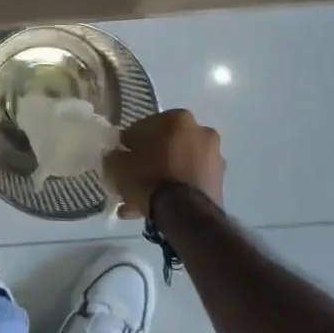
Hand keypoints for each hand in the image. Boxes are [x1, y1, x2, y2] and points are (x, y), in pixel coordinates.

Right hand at [105, 109, 224, 218]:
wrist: (186, 214)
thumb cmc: (150, 179)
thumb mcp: (119, 166)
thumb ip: (115, 156)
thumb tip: (116, 155)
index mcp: (178, 119)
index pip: (145, 126)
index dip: (130, 142)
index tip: (122, 155)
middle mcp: (201, 131)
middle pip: (166, 144)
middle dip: (149, 159)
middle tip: (133, 175)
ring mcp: (213, 157)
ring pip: (178, 164)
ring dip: (162, 176)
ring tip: (141, 199)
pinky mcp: (219, 181)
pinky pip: (188, 180)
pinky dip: (174, 189)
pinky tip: (155, 207)